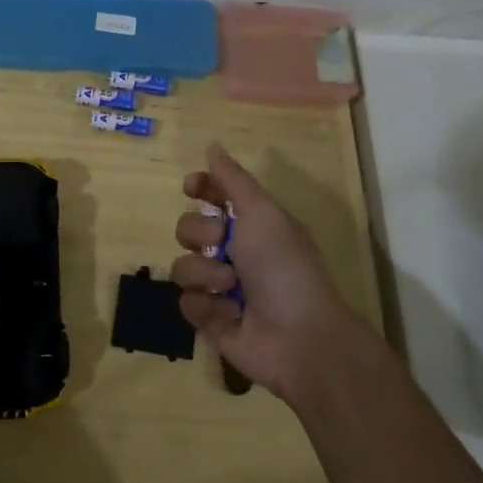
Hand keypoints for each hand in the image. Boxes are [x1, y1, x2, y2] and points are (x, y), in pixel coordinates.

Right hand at [172, 144, 363, 402]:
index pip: (213, 196)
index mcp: (251, 224)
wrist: (299, 337)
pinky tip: (228, 314)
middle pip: (188, 228)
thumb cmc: (284, 266)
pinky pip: (186, 303)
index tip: (192, 187)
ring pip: (182, 267)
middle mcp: (233, 252)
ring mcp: (220, 288)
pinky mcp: (210, 320)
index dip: (200, 188)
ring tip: (231, 288)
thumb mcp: (263, 213)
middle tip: (223, 247)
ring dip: (204, 275)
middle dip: (200, 235)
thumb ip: (233, 180)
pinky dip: (206, 306)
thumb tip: (212, 145)